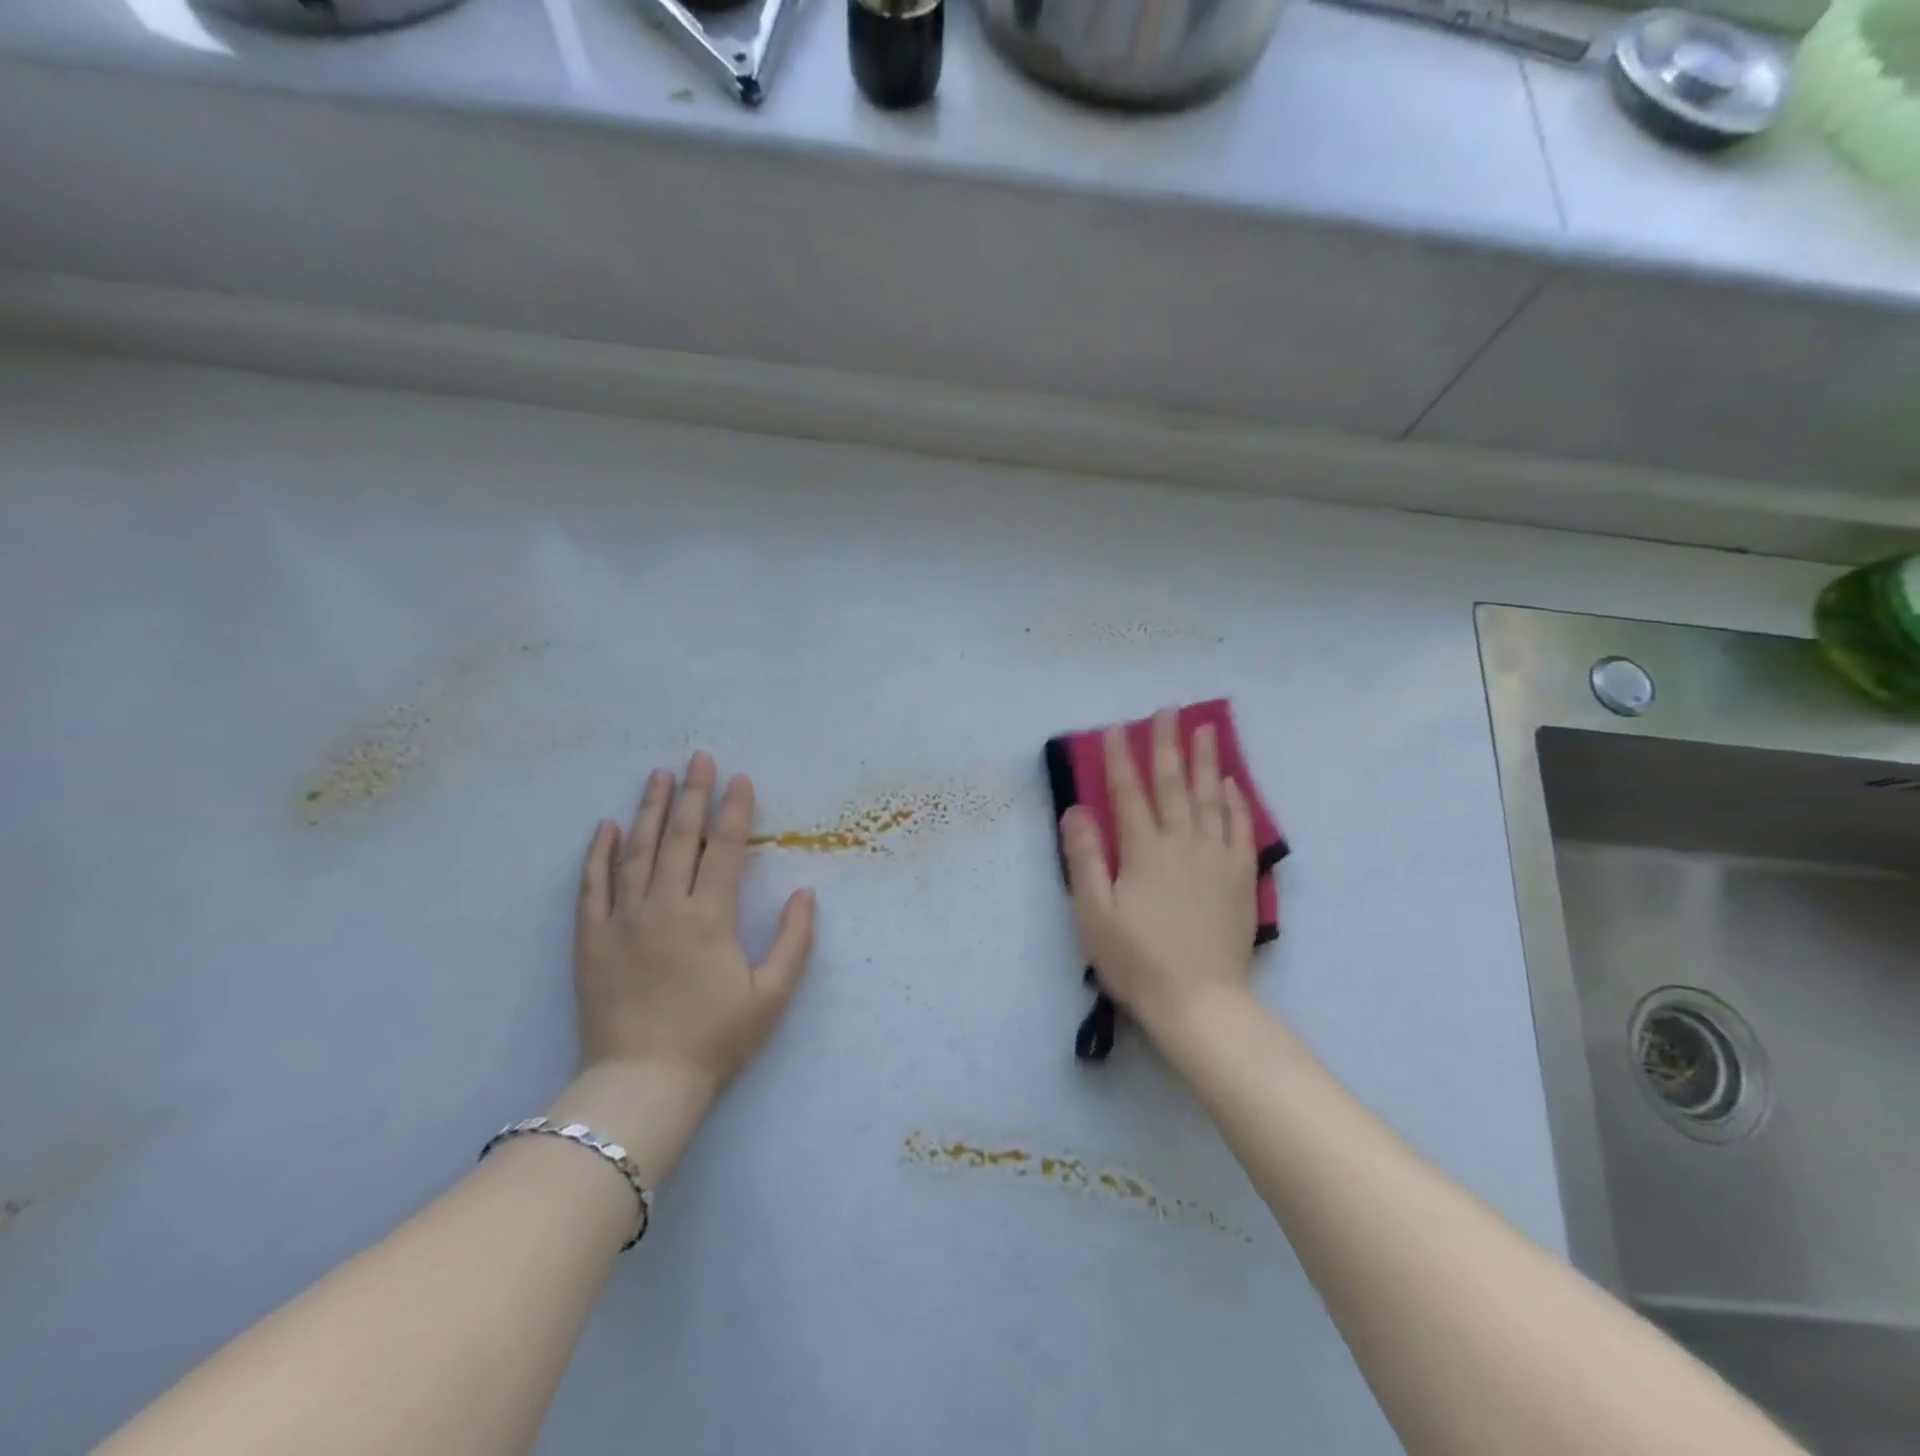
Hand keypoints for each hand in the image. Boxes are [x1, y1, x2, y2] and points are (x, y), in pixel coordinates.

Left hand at [573, 754, 816, 1100]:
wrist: (642, 1083)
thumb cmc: (715, 1038)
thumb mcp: (771, 995)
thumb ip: (794, 940)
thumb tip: (807, 892)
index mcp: (709, 917)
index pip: (723, 848)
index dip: (734, 810)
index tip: (739, 778)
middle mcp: (664, 906)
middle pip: (679, 838)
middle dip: (692, 794)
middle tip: (698, 757)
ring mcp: (623, 920)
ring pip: (637, 852)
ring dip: (650, 810)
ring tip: (658, 776)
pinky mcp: (592, 939)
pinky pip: (593, 886)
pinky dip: (599, 854)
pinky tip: (607, 826)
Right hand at [1060, 709, 1258, 1043]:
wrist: (1200, 1001)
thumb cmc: (1137, 959)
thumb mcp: (1094, 913)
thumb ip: (1085, 857)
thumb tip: (1077, 809)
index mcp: (1143, 851)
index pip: (1128, 793)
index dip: (1119, 759)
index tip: (1115, 728)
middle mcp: (1182, 843)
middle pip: (1173, 784)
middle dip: (1167, 745)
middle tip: (1167, 710)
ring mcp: (1216, 858)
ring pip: (1210, 798)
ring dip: (1206, 761)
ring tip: (1206, 729)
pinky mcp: (1240, 878)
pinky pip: (1240, 828)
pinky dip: (1235, 802)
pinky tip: (1232, 784)